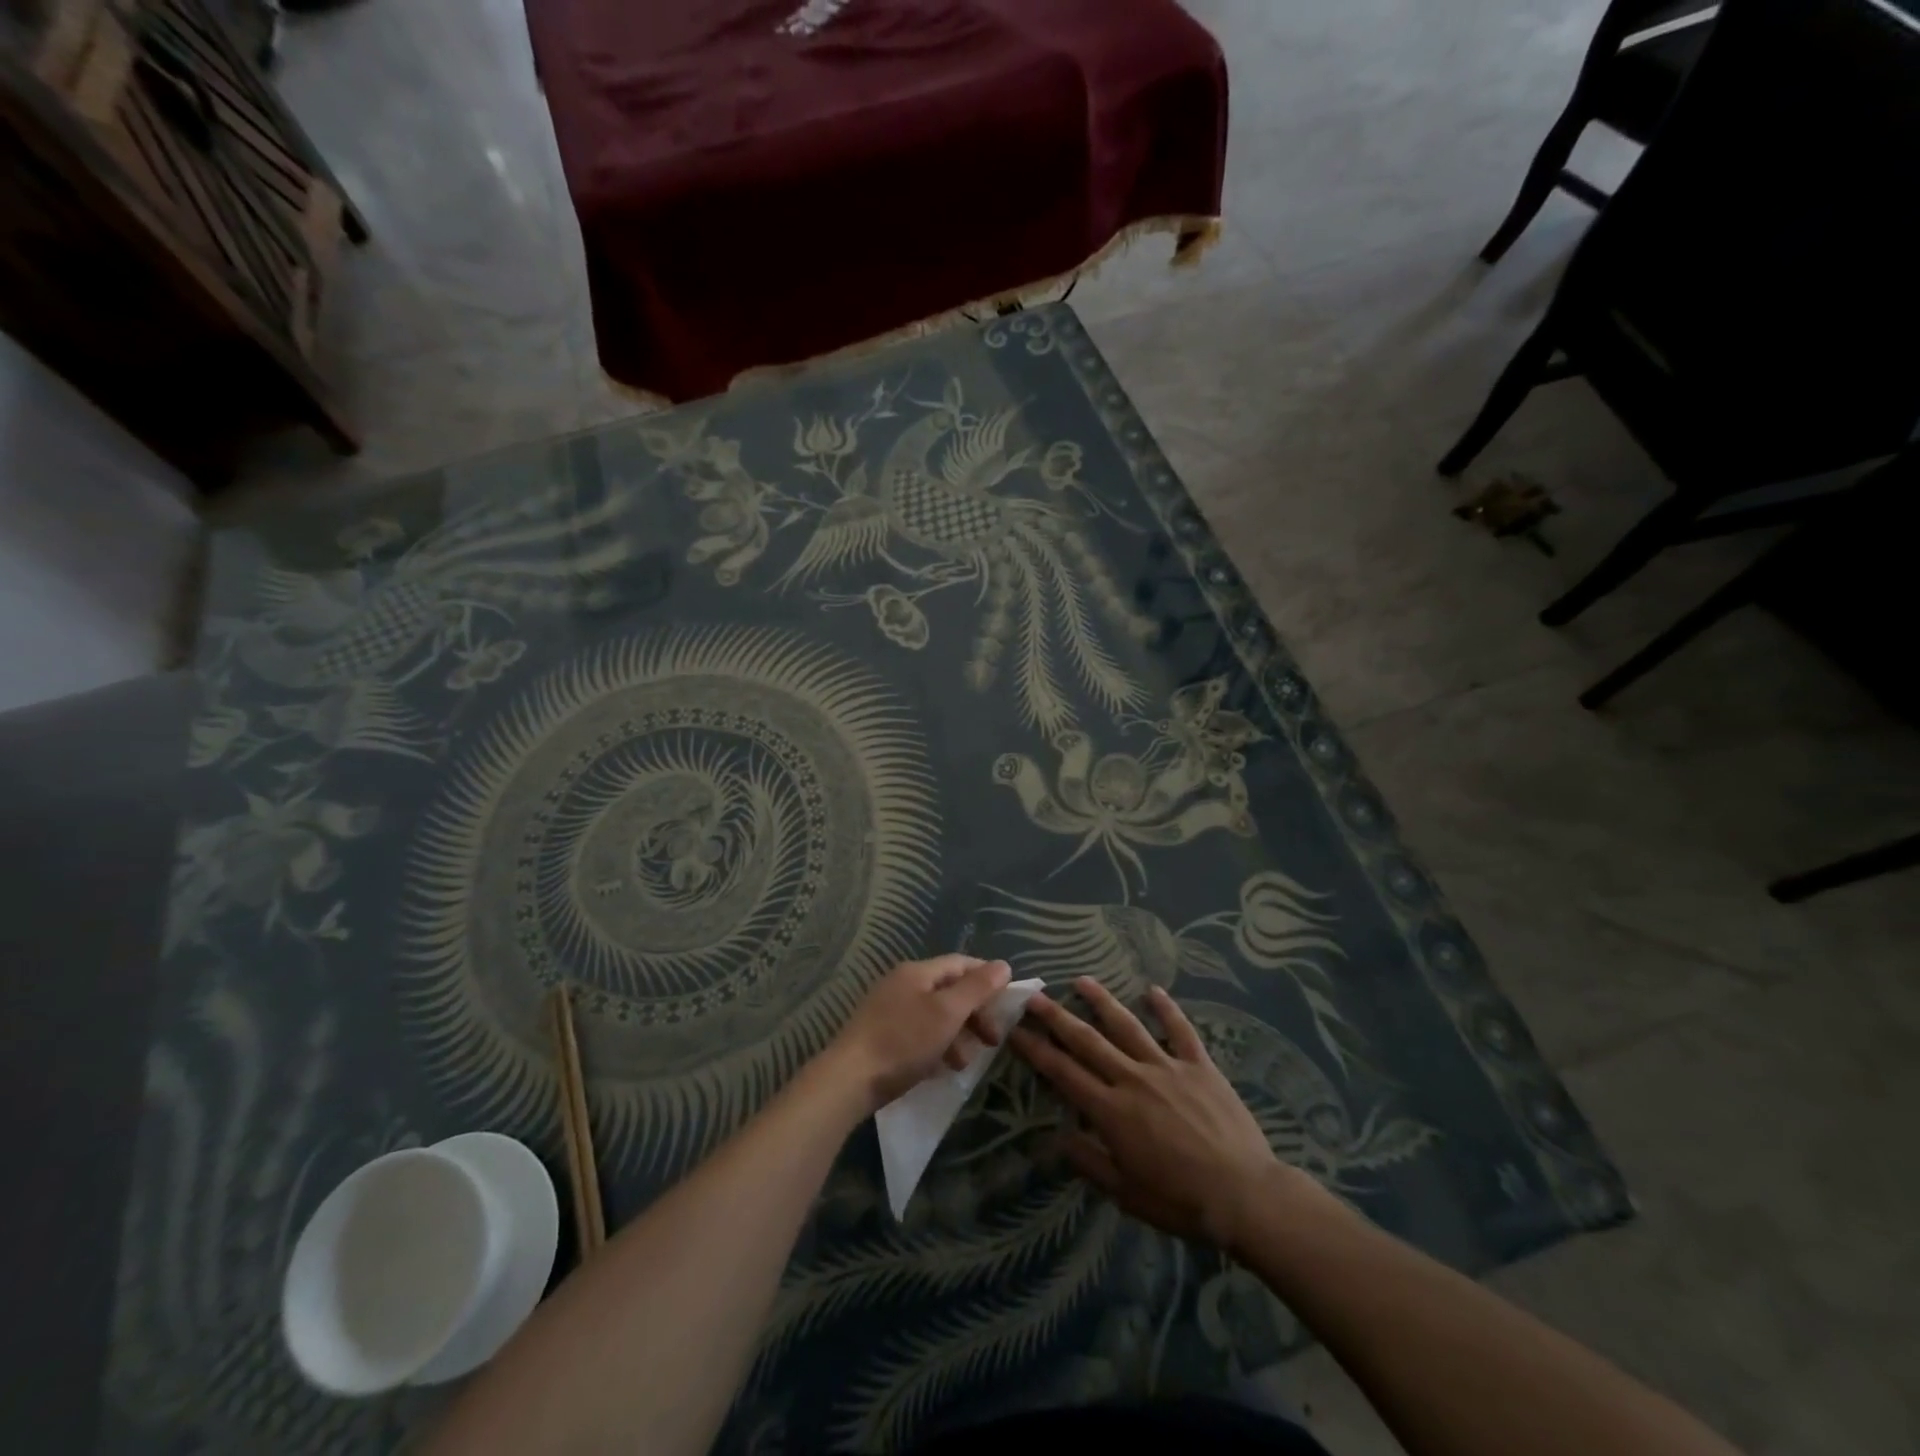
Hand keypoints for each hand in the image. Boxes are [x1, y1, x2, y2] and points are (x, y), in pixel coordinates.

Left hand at [823, 955, 1013, 1113]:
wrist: (849, 1080)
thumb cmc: (903, 1041)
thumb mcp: (947, 1013)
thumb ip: (977, 988)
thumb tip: (1003, 965)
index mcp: (917, 972)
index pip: (961, 963)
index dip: (987, 977)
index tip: (1008, 1002)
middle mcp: (902, 984)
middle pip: (949, 990)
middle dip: (974, 1013)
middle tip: (993, 1040)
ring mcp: (889, 1009)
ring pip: (936, 1015)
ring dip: (958, 1034)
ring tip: (966, 1062)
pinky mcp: (882, 1036)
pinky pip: (920, 1033)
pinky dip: (937, 1046)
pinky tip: (942, 1068)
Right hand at [1011, 978, 1314, 1250]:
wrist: (1245, 1195)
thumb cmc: (1180, 1201)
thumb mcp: (1126, 1193)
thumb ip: (1089, 1161)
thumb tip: (1057, 1136)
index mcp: (1111, 1111)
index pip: (1063, 1073)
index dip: (1036, 1050)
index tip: (1015, 1030)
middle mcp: (1132, 1078)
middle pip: (1087, 1041)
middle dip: (1057, 1017)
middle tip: (1034, 996)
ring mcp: (1167, 1067)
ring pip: (1127, 1026)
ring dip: (1102, 1001)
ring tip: (1081, 981)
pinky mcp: (1199, 1065)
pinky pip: (1180, 1030)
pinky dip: (1166, 1008)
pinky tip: (1153, 990)